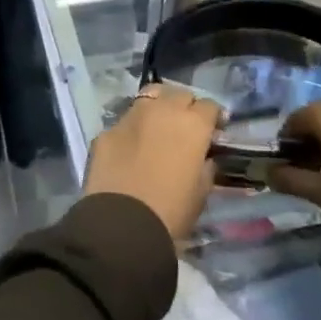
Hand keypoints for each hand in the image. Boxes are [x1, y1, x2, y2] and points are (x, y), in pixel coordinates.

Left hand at [83, 85, 220, 241]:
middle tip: (186, 128)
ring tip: (158, 128)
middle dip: (186, 107)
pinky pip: (125, 122)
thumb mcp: (201, 192)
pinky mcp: (106, 131)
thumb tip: (203, 157)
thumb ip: (205, 166)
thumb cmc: (171, 212)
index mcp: (192, 124)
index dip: (213, 118)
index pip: (209, 106)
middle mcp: (162, 110)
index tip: (214, 131)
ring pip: (149, 98)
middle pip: (179, 95)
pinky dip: (132, 130)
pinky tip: (130, 148)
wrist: (122, 225)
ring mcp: (131, 117)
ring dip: (158, 108)